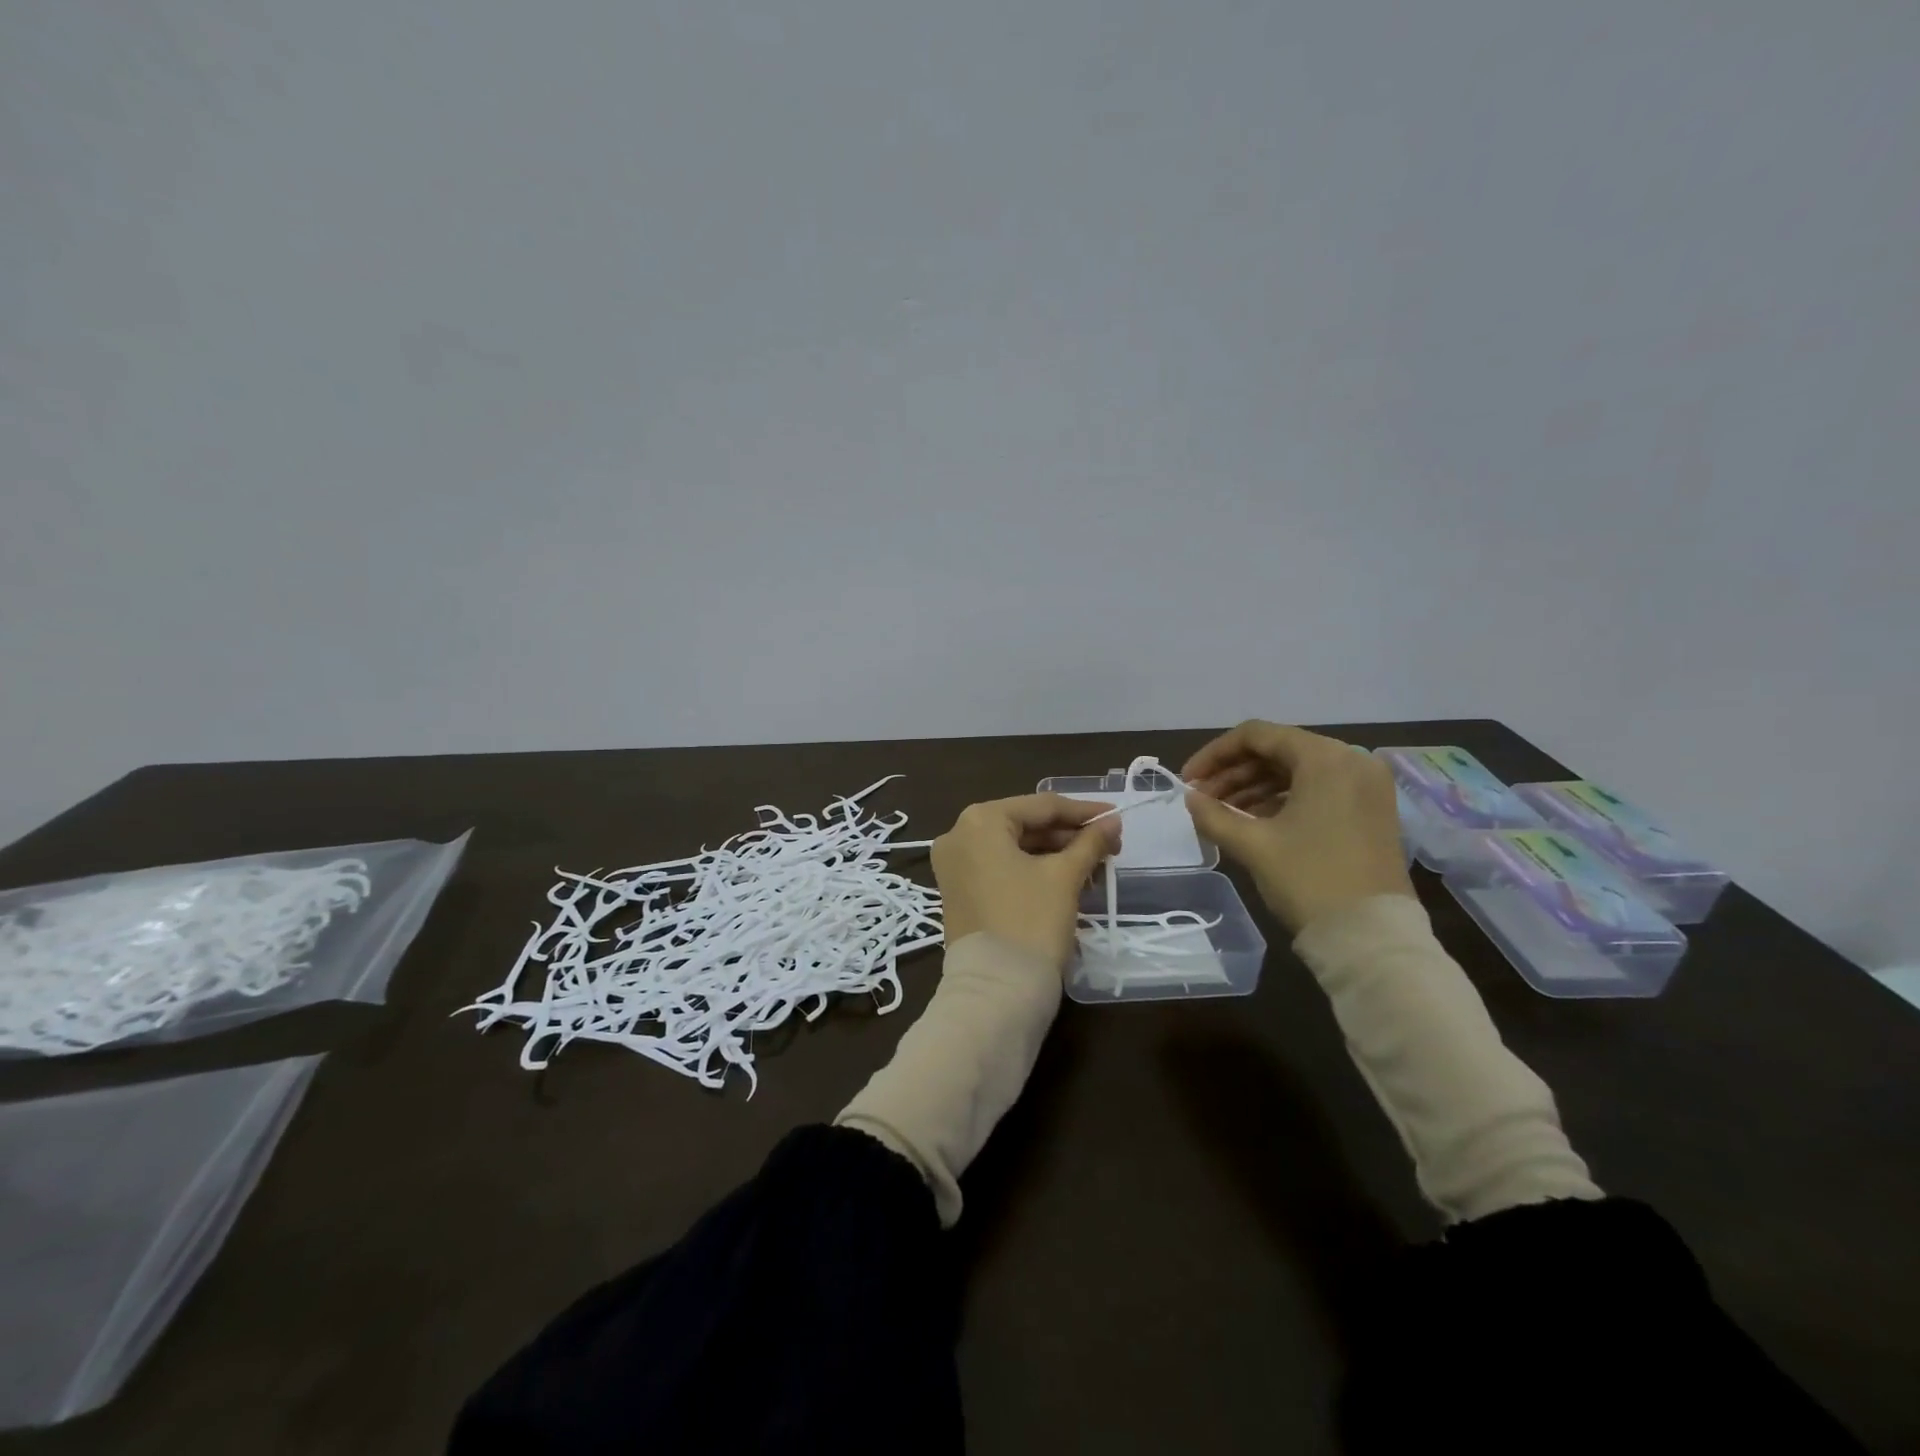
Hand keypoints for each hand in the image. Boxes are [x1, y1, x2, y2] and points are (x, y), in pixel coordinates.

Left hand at [931, 794, 1121, 966]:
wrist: (996, 992)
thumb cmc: (1031, 922)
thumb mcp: (1065, 877)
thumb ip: (1090, 842)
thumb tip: (1112, 822)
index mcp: (980, 821)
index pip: (1041, 806)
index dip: (1083, 811)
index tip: (1116, 817)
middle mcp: (958, 835)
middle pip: (1025, 825)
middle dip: (1069, 835)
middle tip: (1110, 846)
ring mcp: (954, 866)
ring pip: (1014, 848)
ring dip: (1055, 854)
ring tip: (1095, 867)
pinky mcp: (959, 892)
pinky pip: (1001, 868)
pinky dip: (1032, 870)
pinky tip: (1068, 879)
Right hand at [1182, 721, 1413, 933]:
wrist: (1371, 939)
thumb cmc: (1309, 880)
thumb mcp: (1253, 845)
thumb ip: (1213, 814)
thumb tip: (1191, 798)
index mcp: (1325, 758)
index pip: (1257, 735)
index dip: (1214, 754)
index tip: (1188, 780)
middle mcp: (1351, 761)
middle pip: (1278, 750)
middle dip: (1234, 772)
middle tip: (1201, 798)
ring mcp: (1367, 787)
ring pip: (1298, 771)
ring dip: (1255, 786)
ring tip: (1222, 812)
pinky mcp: (1372, 811)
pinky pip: (1318, 789)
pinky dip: (1283, 799)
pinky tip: (1254, 821)